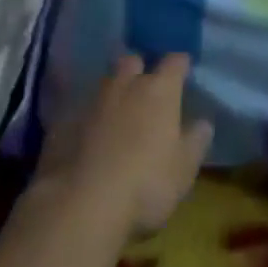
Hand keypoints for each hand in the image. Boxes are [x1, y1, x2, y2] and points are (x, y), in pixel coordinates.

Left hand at [36, 53, 212, 238]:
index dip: (180, 64)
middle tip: (144, 88)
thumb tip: (203, 122)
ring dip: (112, 93)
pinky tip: (86, 138)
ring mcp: (92, 101)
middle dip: (139, 69)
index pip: (175, 61)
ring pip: (105, 83)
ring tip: (115, 112)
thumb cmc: (145, 185)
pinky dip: (86, 119)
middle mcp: (127, 84)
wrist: (81, 206)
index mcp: (160, 90)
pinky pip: (79, 110)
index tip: (183, 71)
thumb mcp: (184, 170)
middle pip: (133, 60)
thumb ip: (196, 141)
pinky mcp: (64, 122)